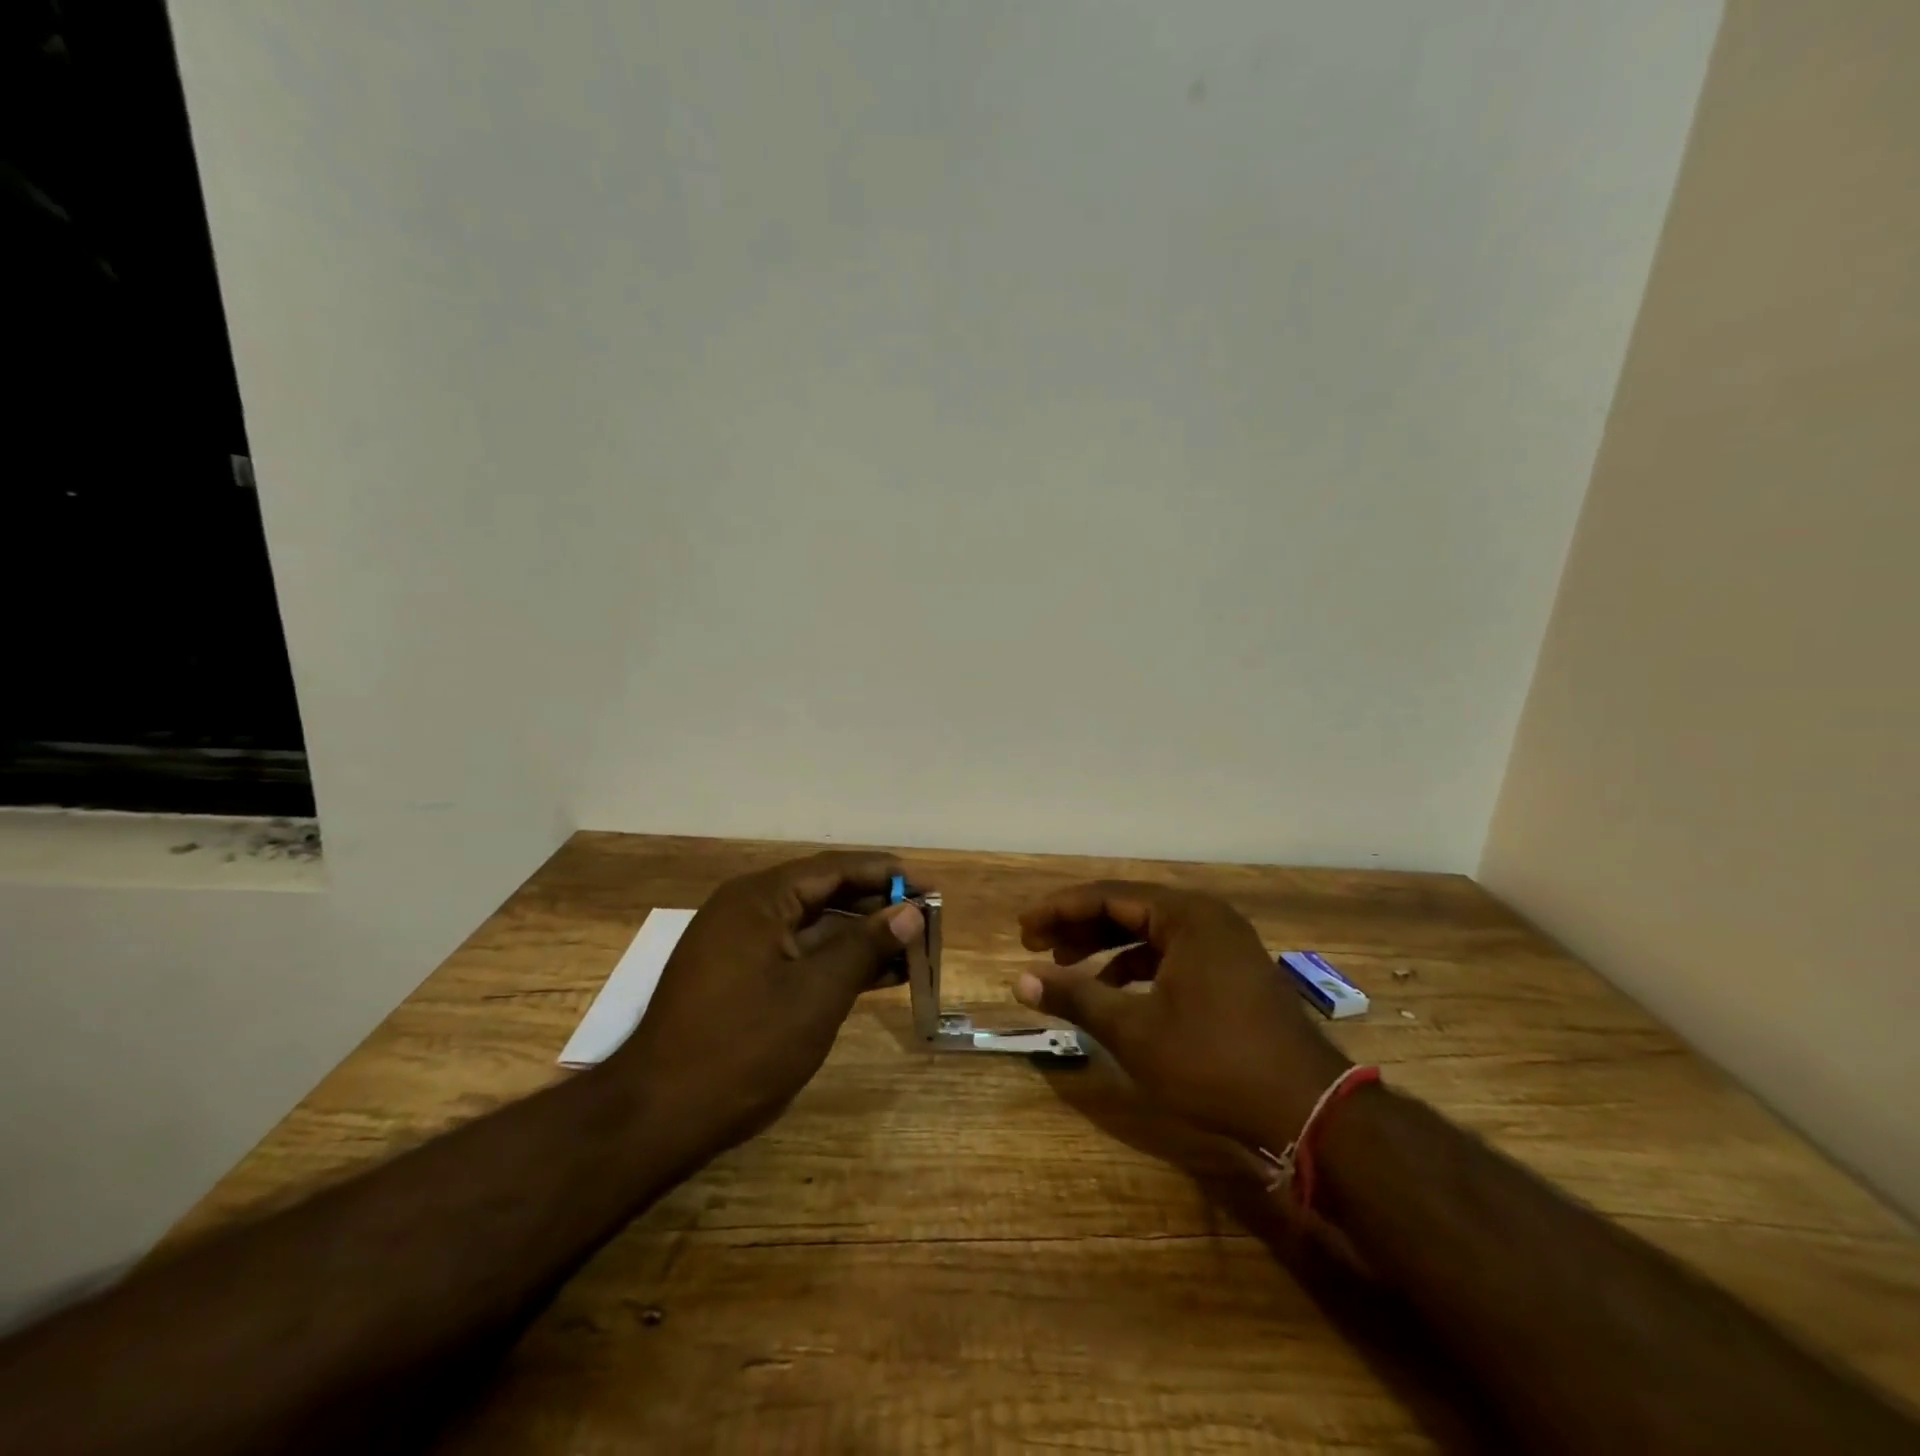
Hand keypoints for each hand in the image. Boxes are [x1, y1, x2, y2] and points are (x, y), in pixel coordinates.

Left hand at [607, 851, 921, 1154]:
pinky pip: (798, 956)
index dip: (888, 875)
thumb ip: (865, 946)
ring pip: (815, 929)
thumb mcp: (816, 994)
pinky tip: (877, 978)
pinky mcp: (740, 978)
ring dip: (862, 940)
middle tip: (928, 923)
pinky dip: (835, 964)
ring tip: (914, 953)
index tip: (931, 889)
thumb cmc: (743, 1047)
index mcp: (760, 898)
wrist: (657, 1116)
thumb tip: (911, 912)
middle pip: (826, 895)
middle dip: (878, 909)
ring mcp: (741, 946)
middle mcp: (748, 910)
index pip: (836, 869)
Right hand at [1014, 881, 1349, 1149]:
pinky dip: (1136, 966)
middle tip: (1036, 946)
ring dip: (1105, 948)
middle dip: (1079, 927)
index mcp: (1185, 915)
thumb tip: (1020, 980)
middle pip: (1127, 909)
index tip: (1022, 930)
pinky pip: (1171, 953)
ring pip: (1149, 932)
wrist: (1307, 1108)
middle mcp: (1206, 917)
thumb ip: (1075, 996)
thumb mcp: (1134, 1030)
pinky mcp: (1232, 971)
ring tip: (1066, 967)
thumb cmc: (1213, 1061)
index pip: (1106, 896)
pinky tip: (1113, 990)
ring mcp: (1224, 943)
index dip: (1058, 911)